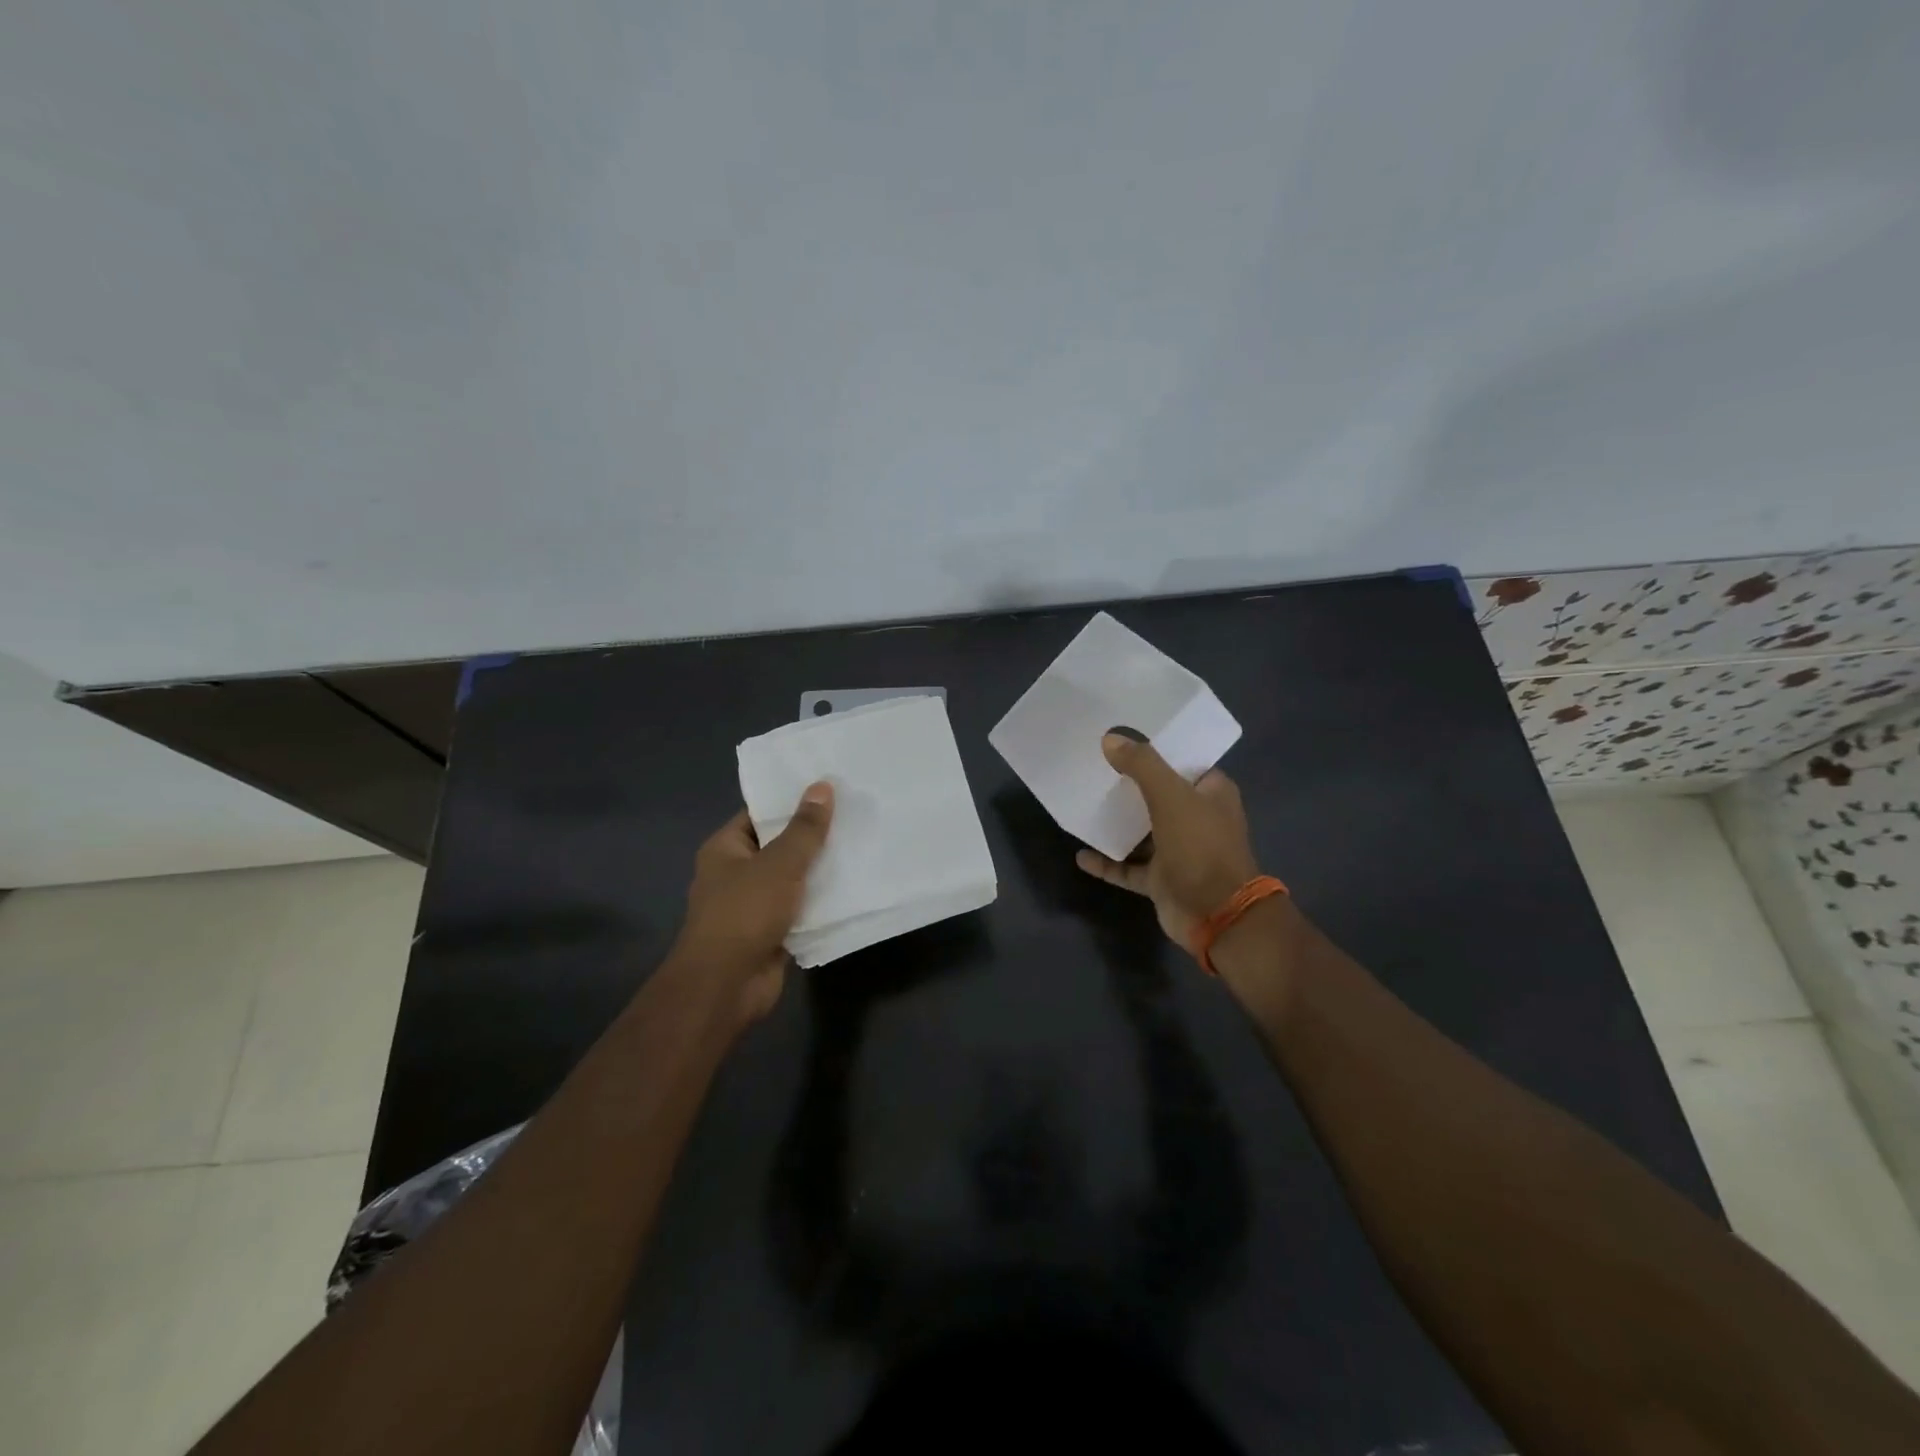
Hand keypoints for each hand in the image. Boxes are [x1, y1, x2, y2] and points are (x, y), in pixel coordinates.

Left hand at [674, 782, 833, 1025]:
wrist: (726, 985)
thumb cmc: (745, 913)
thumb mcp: (780, 863)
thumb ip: (804, 828)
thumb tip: (822, 786)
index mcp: (726, 848)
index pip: (760, 813)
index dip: (792, 800)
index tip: (829, 788)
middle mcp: (736, 873)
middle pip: (780, 845)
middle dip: (813, 835)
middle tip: (855, 813)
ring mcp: (754, 904)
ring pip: (793, 879)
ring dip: (821, 870)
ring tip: (862, 844)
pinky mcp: (772, 932)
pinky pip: (801, 908)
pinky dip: (821, 902)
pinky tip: (854, 887)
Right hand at [1074, 733, 1262, 956]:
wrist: (1216, 915)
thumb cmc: (1200, 847)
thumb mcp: (1171, 796)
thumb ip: (1142, 765)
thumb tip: (1110, 739)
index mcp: (1211, 794)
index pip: (1183, 763)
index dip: (1156, 751)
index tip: (1123, 739)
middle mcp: (1198, 819)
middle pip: (1158, 795)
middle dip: (1129, 785)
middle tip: (1094, 767)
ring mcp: (1179, 852)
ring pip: (1142, 832)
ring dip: (1117, 823)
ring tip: (1084, 804)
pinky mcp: (1161, 880)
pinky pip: (1128, 867)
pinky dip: (1107, 862)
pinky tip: (1081, 854)